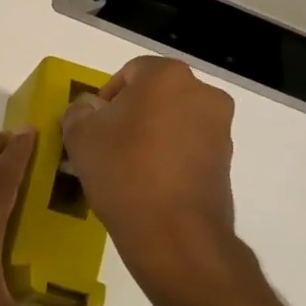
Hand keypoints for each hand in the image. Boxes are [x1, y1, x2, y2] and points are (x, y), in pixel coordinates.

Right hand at [59, 57, 263, 301]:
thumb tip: (89, 110)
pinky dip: (168, 158)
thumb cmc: (123, 170)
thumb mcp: (80, 135)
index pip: (130, 72)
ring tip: (125, 168)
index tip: (92, 125)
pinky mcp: (226, 163)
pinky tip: (147, 184)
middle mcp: (202, 94)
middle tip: (106, 143)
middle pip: (156, 95)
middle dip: (131, 114)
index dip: (106, 96)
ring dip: (151, 136)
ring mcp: (220, 130)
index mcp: (167, 76)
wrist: (173, 234)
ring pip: (173, 122)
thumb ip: (79, 111)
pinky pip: (188, 148)